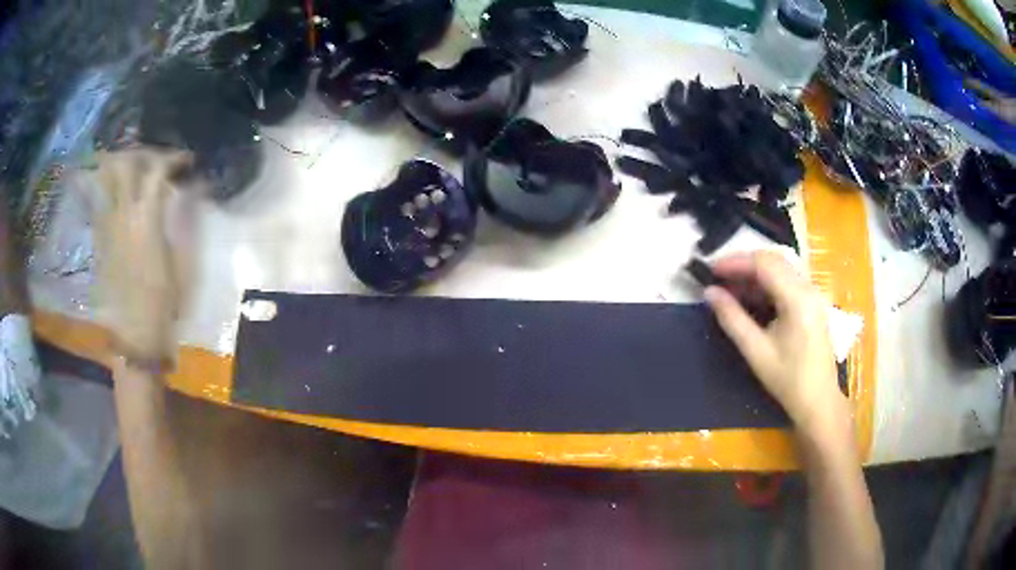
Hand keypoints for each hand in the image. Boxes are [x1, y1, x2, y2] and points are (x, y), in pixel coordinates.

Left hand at [93, 148, 193, 362]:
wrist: (134, 333)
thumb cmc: (163, 303)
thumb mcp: (182, 261)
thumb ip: (186, 218)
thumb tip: (197, 187)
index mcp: (146, 220)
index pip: (157, 170)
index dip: (173, 158)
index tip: (186, 161)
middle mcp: (122, 215)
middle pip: (125, 163)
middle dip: (142, 153)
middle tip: (155, 159)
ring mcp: (106, 225)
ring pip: (105, 177)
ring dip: (119, 164)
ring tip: (132, 167)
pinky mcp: (99, 238)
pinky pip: (98, 200)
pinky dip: (106, 187)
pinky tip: (117, 192)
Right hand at [703, 251, 847, 434]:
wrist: (818, 401)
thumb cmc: (788, 380)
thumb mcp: (756, 351)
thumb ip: (732, 318)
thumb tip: (709, 293)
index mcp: (798, 299)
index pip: (764, 264)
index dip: (735, 262)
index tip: (710, 270)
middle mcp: (808, 288)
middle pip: (774, 260)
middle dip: (744, 264)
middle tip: (718, 277)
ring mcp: (813, 294)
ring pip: (781, 268)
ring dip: (755, 272)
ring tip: (730, 286)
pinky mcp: (813, 302)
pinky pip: (788, 280)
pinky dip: (767, 282)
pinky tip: (751, 296)